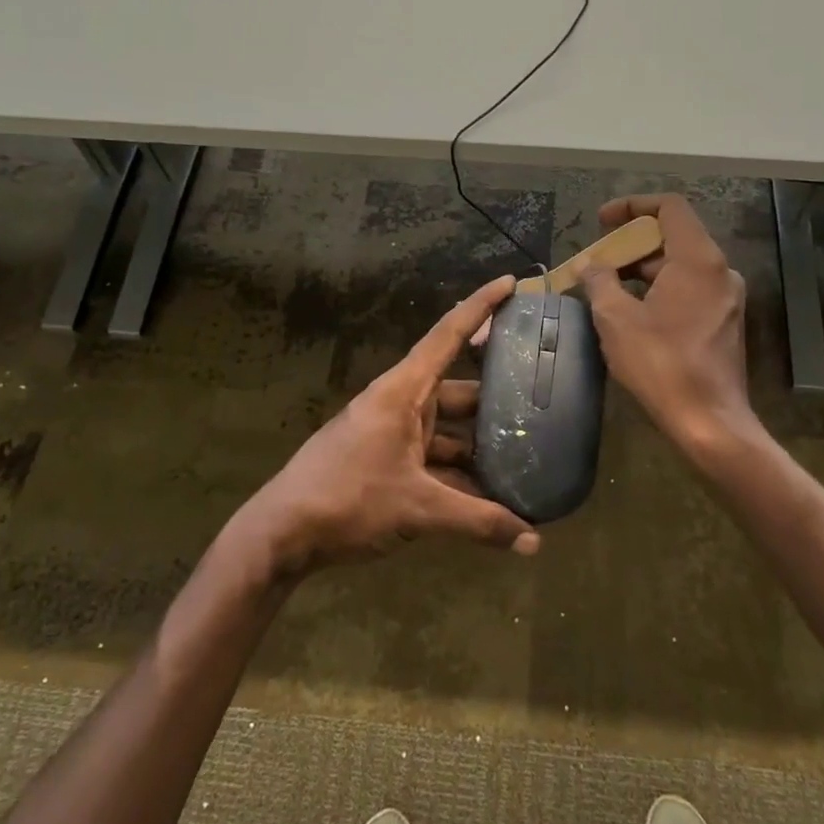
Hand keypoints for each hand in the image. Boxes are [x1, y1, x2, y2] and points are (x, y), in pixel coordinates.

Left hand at [238, 274, 540, 577]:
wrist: (282, 534)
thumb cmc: (348, 499)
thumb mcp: (418, 509)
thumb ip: (478, 521)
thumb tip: (534, 541)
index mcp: (403, 392)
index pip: (448, 335)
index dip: (481, 307)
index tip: (511, 283)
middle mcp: (400, 403)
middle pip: (457, 387)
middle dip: (496, 392)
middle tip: (541, 392)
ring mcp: (391, 433)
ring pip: (447, 427)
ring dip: (480, 442)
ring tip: (526, 452)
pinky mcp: (385, 461)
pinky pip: (433, 456)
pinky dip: (459, 471)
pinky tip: (489, 494)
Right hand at [580, 195, 754, 458]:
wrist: (709, 421)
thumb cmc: (660, 364)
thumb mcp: (616, 319)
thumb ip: (600, 281)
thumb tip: (591, 264)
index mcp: (698, 259)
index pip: (669, 207)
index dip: (632, 206)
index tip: (602, 221)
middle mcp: (719, 270)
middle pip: (673, 236)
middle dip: (631, 243)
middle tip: (597, 262)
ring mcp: (727, 297)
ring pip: (680, 266)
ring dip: (642, 270)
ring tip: (606, 289)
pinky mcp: (725, 321)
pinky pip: (689, 289)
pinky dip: (659, 289)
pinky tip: (632, 312)